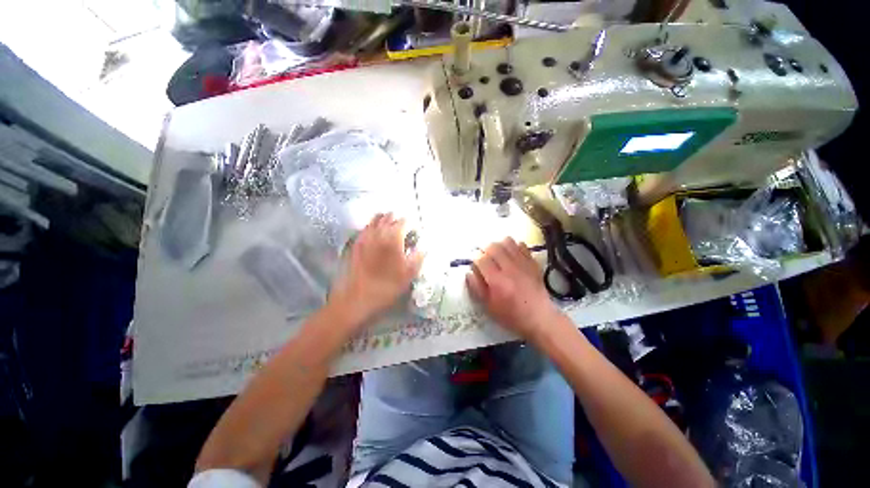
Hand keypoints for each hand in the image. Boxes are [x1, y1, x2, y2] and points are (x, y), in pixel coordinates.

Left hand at [330, 213, 422, 325]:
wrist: (357, 298)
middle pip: (389, 217)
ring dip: (385, 220)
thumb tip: (424, 247)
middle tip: (404, 230)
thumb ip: (419, 256)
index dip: (412, 226)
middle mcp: (378, 232)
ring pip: (375, 219)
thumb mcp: (409, 273)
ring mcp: (365, 236)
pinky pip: (366, 228)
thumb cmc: (387, 286)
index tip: (415, 233)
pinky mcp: (356, 243)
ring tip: (391, 229)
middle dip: (398, 220)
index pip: (405, 221)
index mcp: (393, 237)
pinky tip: (377, 235)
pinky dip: (373, 227)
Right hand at [466, 237, 560, 341]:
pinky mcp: (532, 263)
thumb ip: (476, 288)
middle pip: (493, 246)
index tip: (475, 263)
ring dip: (499, 245)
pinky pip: (522, 245)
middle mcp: (509, 268)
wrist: (540, 318)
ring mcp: (523, 264)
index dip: (475, 258)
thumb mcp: (489, 307)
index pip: (481, 259)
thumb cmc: (511, 315)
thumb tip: (469, 272)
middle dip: (485, 249)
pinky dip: (514, 246)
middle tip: (485, 257)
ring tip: (498, 254)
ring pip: (507, 242)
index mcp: (497, 281)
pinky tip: (512, 255)